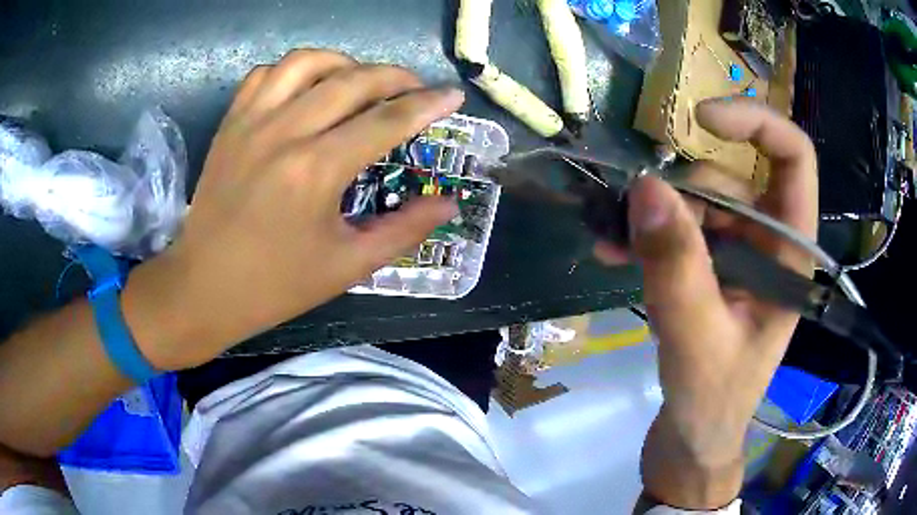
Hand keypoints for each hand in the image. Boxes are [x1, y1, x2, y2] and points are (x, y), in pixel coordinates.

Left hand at [122, 49, 463, 369]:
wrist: (204, 288)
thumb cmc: (276, 285)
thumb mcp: (348, 266)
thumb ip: (404, 230)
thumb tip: (449, 204)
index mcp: (316, 170)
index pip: (387, 120)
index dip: (428, 104)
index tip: (453, 94)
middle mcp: (285, 132)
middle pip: (353, 80)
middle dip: (396, 76)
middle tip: (416, 88)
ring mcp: (251, 122)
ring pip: (307, 62)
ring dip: (345, 63)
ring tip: (361, 81)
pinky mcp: (230, 124)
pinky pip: (266, 74)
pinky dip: (295, 70)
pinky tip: (307, 88)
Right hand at [596, 98, 817, 507]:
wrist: (694, 440)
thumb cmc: (712, 402)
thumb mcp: (697, 340)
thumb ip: (678, 268)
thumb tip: (646, 188)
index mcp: (790, 255)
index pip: (793, 159)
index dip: (755, 123)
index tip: (701, 118)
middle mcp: (769, 244)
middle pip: (730, 180)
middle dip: (681, 197)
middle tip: (635, 229)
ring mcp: (738, 257)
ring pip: (697, 204)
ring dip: (653, 218)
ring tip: (613, 244)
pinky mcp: (711, 272)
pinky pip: (679, 231)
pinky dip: (646, 235)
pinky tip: (615, 251)